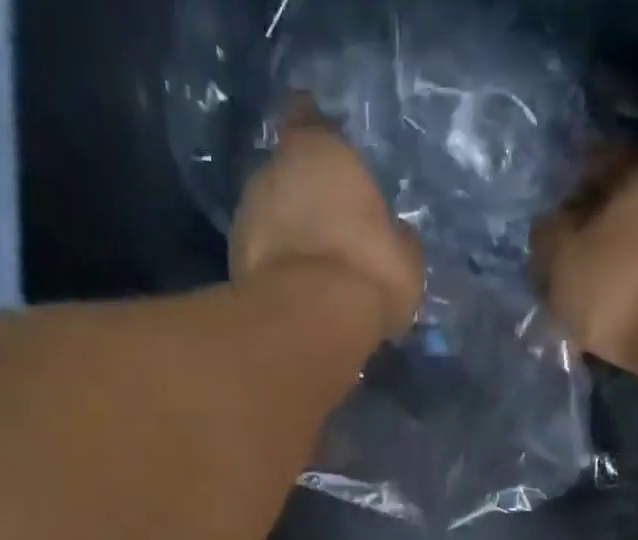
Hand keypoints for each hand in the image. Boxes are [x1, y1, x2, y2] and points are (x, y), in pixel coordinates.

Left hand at [230, 99, 424, 342]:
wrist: (310, 323)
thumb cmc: (367, 273)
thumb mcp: (404, 257)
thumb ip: (395, 236)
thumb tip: (394, 237)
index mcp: (320, 150)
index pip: (308, 118)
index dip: (315, 132)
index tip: (323, 148)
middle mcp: (274, 170)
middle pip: (287, 173)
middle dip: (303, 195)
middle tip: (327, 225)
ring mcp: (246, 216)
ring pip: (269, 216)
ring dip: (285, 234)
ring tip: (310, 265)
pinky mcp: (233, 263)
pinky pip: (260, 257)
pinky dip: (273, 269)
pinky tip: (294, 292)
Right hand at [535, 153, 637, 379]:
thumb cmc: (618, 286)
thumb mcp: (562, 261)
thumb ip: (548, 237)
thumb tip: (550, 227)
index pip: (599, 162)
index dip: (570, 195)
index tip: (554, 230)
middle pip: (627, 204)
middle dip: (597, 234)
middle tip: (573, 268)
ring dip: (620, 264)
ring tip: (595, 301)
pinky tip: (623, 314)